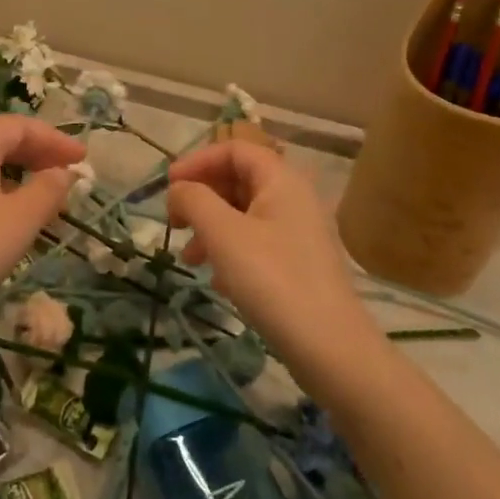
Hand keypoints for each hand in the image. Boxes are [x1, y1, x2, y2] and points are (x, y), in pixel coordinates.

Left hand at [0, 115, 84, 335]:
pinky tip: (8, 221)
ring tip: (44, 200)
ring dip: (19, 176)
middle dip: (37, 154)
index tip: (82, 158)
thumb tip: (62, 172)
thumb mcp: (18, 221)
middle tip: (67, 175)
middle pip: (0, 141)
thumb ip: (47, 191)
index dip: (54, 138)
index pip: (19, 125)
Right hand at [167, 142, 367, 359]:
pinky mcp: (299, 264)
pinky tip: (218, 282)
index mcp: (281, 180)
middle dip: (202, 198)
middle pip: (238, 180)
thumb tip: (178, 189)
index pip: (234, 149)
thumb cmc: (272, 279)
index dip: (197, 161)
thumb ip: (193, 200)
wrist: (330, 349)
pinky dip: (231, 252)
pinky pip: (257, 242)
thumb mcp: (222, 233)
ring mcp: (299, 232)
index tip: (169, 186)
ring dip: (211, 228)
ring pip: (244, 214)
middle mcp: (294, 198)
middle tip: (174, 222)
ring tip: (190, 259)